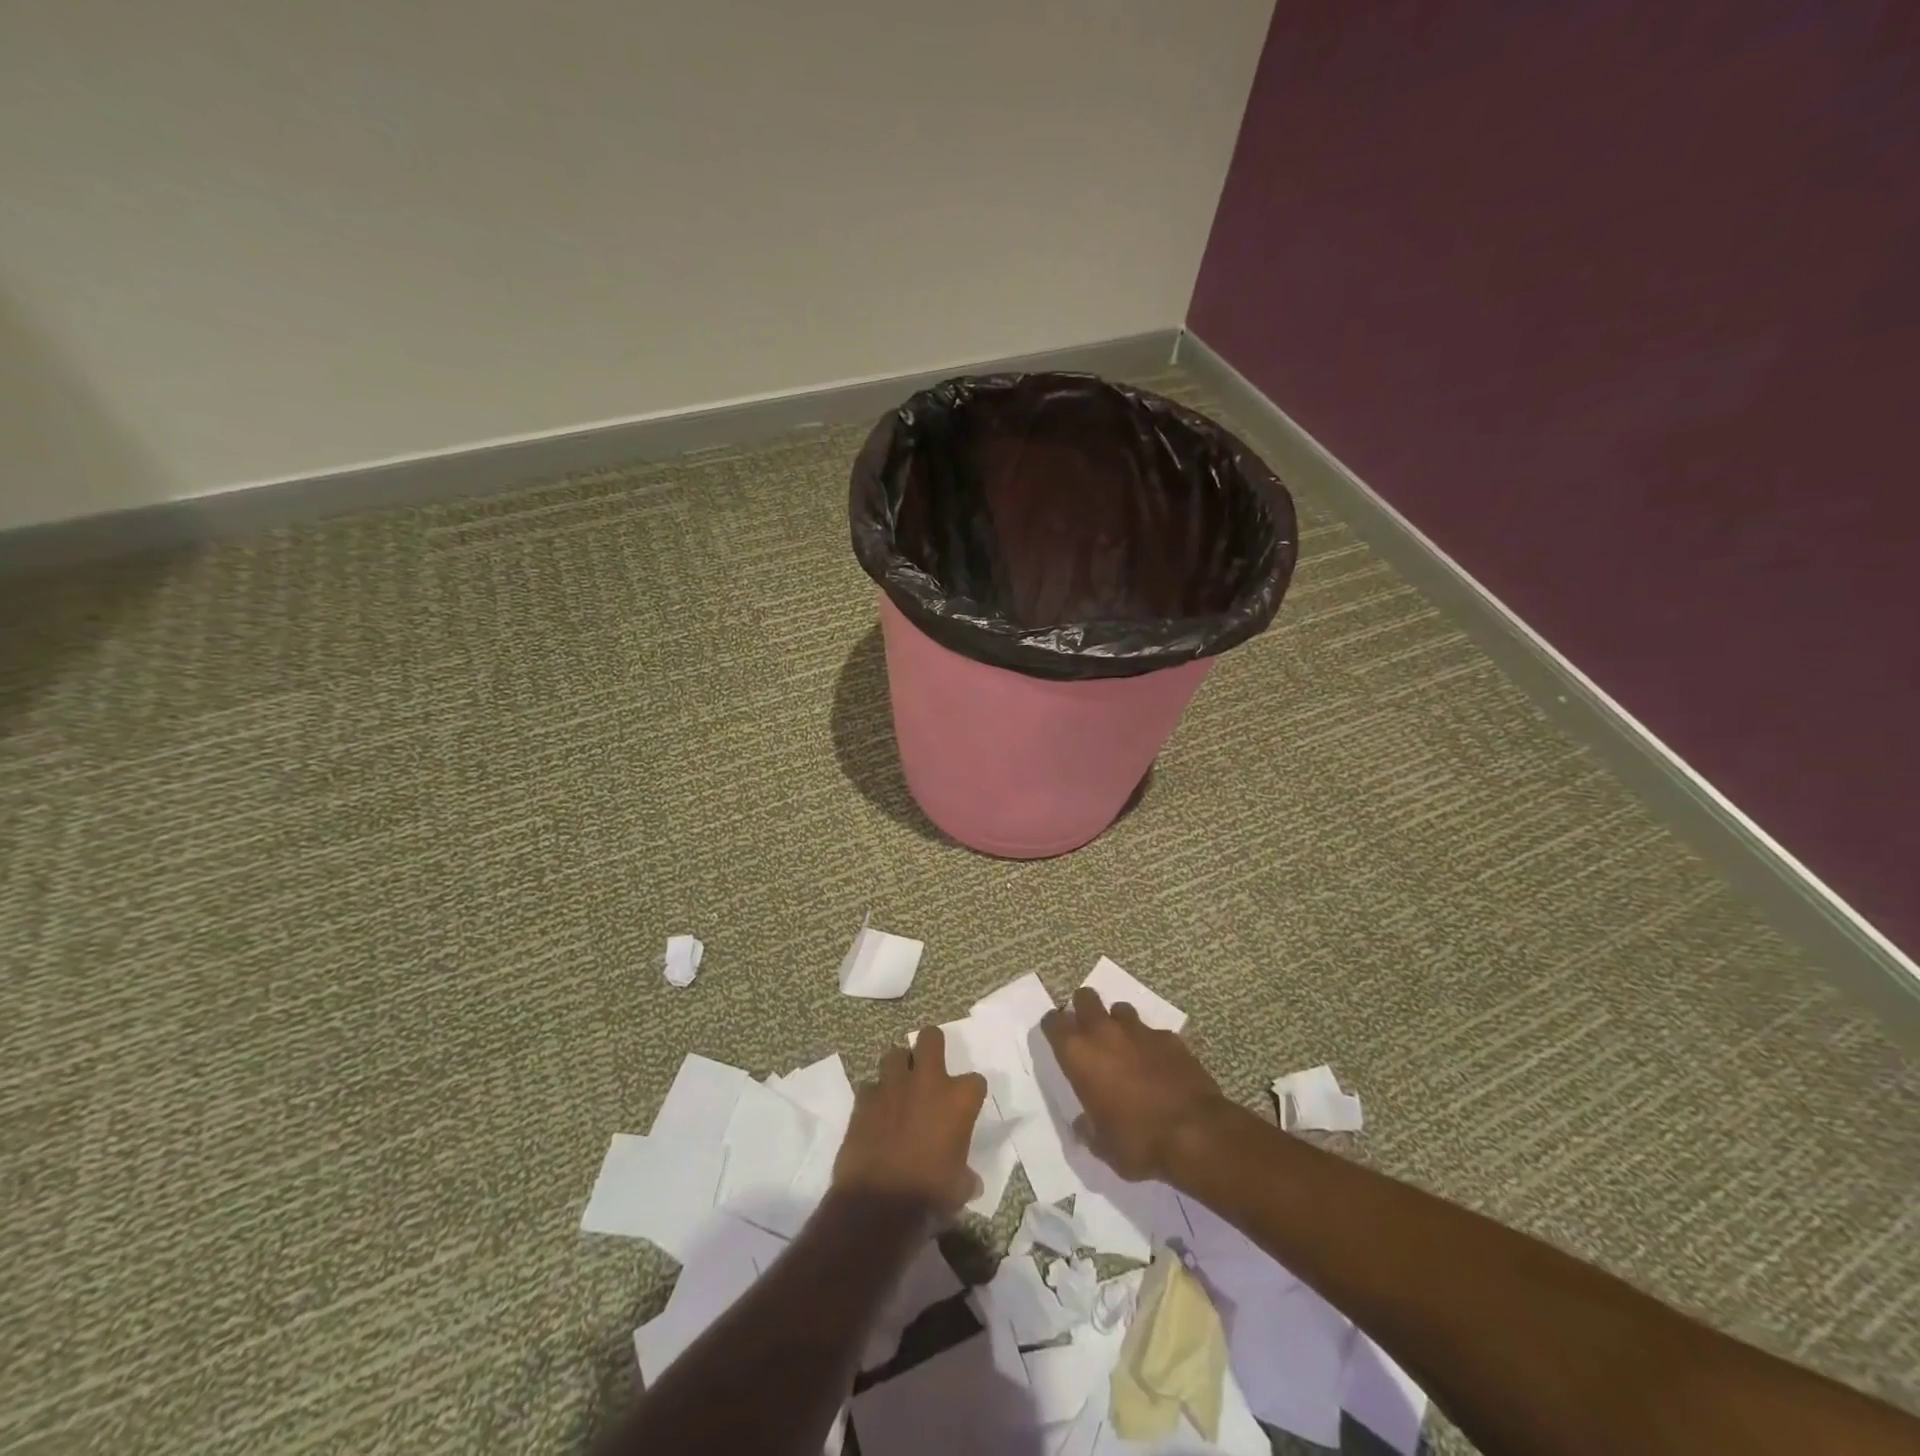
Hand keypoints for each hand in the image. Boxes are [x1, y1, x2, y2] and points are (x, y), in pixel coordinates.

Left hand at [834, 1026, 987, 1213]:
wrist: (878, 1205)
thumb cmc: (929, 1195)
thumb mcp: (958, 1189)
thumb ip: (966, 1175)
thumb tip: (970, 1181)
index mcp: (957, 1100)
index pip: (976, 1081)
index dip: (972, 1093)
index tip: (966, 1107)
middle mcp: (927, 1082)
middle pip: (931, 1037)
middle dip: (932, 1046)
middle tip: (930, 1067)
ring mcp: (892, 1086)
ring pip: (895, 1055)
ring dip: (900, 1068)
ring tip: (901, 1088)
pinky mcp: (864, 1099)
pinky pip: (871, 1086)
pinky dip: (875, 1097)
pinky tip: (877, 1114)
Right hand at [1041, 987, 1229, 1181]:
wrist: (1195, 1133)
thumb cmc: (1137, 1141)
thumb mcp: (1102, 1146)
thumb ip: (1088, 1129)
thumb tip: (1083, 1125)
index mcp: (1079, 1054)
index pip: (1053, 1022)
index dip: (1053, 1026)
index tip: (1056, 1035)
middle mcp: (1104, 1032)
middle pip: (1085, 998)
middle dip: (1083, 1008)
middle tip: (1088, 1031)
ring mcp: (1139, 1030)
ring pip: (1120, 1009)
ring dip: (1118, 1023)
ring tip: (1124, 1045)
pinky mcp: (1170, 1037)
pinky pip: (1152, 1032)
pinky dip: (1150, 1043)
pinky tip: (1158, 1064)